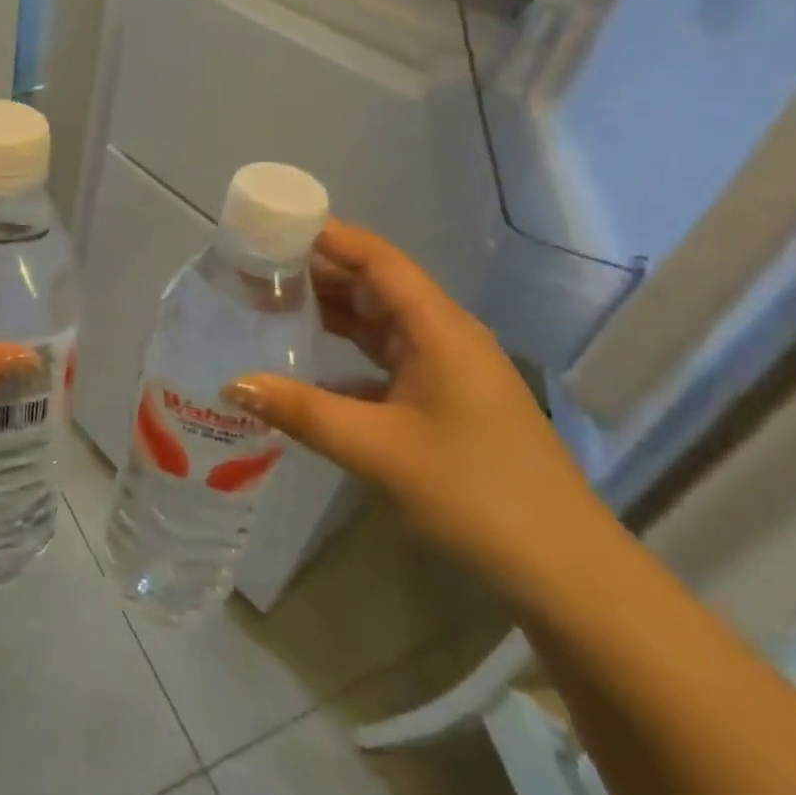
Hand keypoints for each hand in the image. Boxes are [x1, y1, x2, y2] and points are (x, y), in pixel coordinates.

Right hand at [223, 221, 615, 607]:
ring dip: (332, 311)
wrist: (563, 569)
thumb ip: (302, 412)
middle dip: (320, 272)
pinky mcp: (444, 401)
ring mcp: (448, 370)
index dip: (331, 237)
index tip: (276, 225)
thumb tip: (232, 384)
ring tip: (271, 303)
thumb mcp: (379, 450)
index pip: (380, 261)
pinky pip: (386, 359)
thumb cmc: (476, 493)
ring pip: (381, 323)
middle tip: (257, 267)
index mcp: (440, 330)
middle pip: (377, 287)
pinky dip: (346, 353)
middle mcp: (445, 337)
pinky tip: (308, 364)